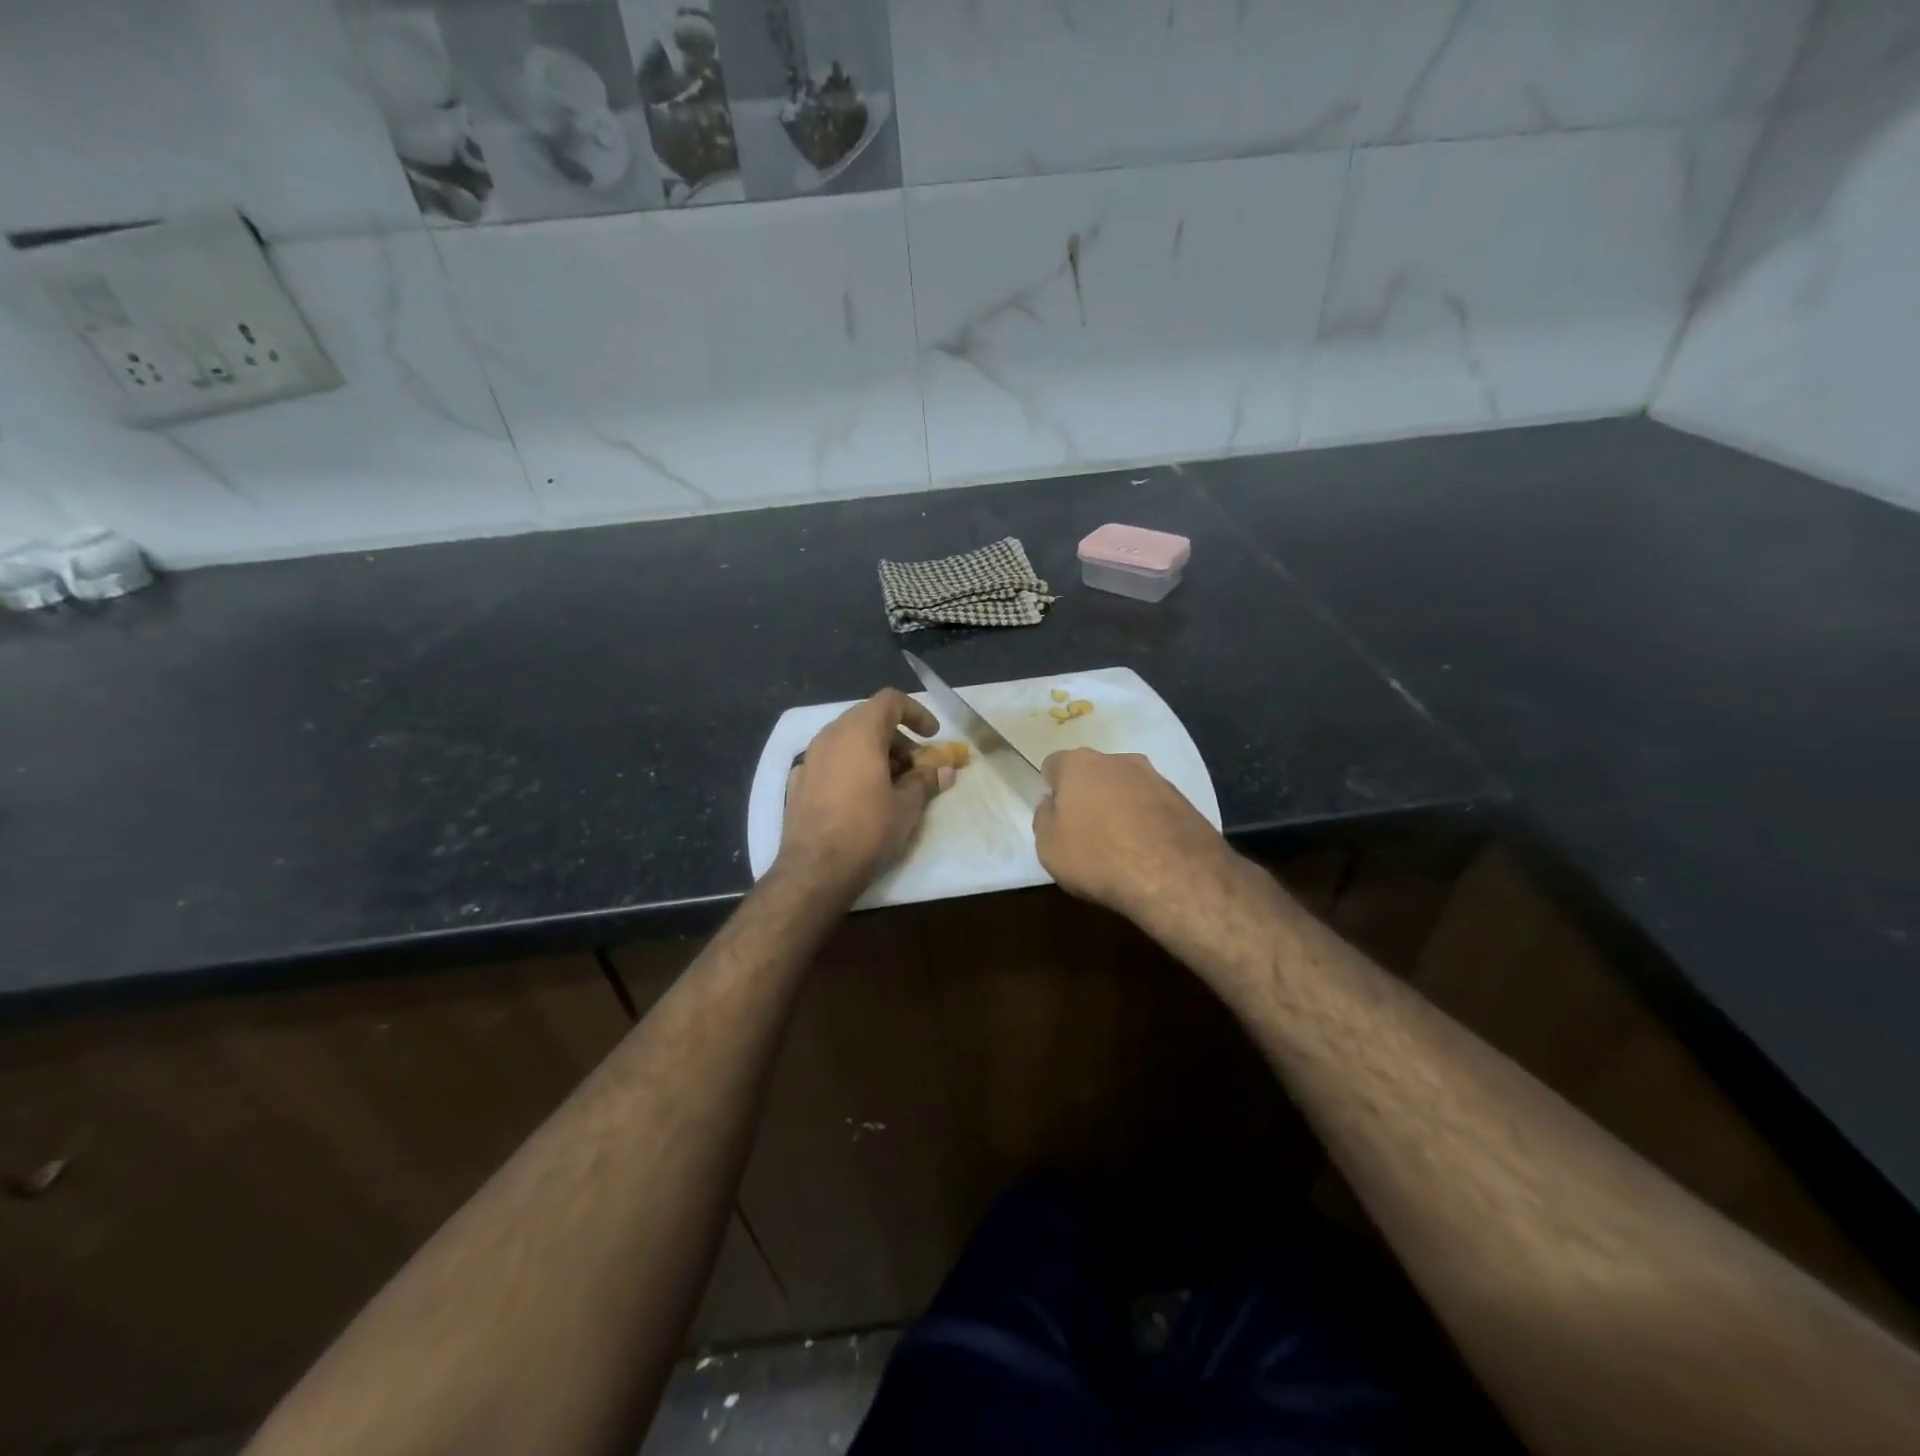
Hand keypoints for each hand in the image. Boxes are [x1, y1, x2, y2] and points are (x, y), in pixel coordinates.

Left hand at [778, 688, 951, 897]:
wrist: (815, 870)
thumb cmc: (867, 830)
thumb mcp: (907, 806)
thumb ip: (926, 781)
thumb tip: (944, 770)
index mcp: (859, 732)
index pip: (890, 701)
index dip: (916, 712)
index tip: (932, 736)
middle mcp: (830, 735)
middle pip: (868, 718)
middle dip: (896, 736)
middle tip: (915, 765)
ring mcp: (810, 757)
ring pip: (847, 739)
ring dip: (874, 751)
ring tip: (892, 783)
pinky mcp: (798, 780)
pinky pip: (831, 760)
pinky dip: (851, 766)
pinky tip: (860, 796)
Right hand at [1032, 748, 1235, 926]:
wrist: (1174, 875)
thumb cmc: (1097, 856)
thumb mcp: (1049, 847)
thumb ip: (1044, 818)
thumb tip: (1051, 803)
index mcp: (1079, 764)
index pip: (1054, 764)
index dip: (1052, 788)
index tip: (1055, 814)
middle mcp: (1118, 760)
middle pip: (1094, 772)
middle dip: (1088, 793)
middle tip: (1085, 829)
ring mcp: (1156, 777)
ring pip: (1127, 786)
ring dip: (1120, 805)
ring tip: (1119, 843)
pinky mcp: (1184, 800)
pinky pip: (1153, 805)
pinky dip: (1147, 820)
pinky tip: (1147, 849)